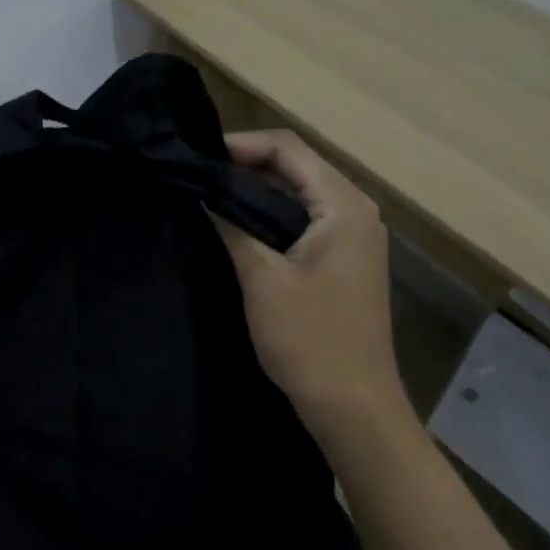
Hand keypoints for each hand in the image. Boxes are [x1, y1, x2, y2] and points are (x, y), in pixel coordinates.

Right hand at [213, 130, 410, 436]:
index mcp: (343, 206)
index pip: (288, 149)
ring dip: (254, 191)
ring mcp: (352, 236)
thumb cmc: (309, 340)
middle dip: (244, 165)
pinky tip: (235, 225)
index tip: (196, 155)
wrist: (353, 405)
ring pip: (297, 193)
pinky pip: (302, 219)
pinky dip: (269, 215)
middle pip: (295, 166)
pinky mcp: (342, 259)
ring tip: (206, 195)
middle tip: (195, 174)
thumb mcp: (262, 278)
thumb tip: (201, 191)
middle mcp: (354, 210)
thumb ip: (231, 225)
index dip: (240, 144)